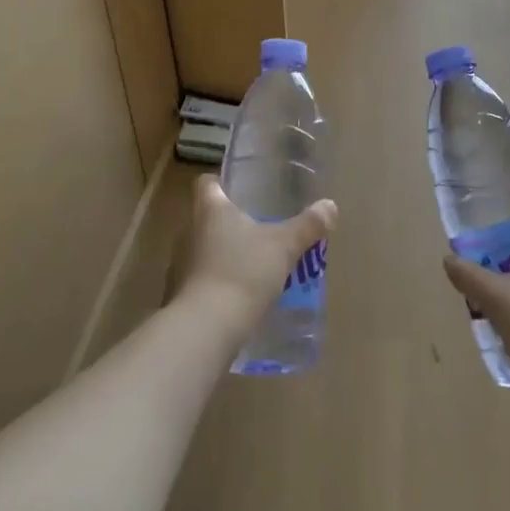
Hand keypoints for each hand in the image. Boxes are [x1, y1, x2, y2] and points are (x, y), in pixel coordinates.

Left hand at [169, 175, 336, 339]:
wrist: (206, 328)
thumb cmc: (243, 272)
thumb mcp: (283, 247)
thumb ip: (307, 226)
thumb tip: (330, 205)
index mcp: (209, 209)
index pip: (205, 183)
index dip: (220, 183)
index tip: (240, 190)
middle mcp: (188, 230)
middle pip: (205, 216)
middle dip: (228, 221)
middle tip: (257, 228)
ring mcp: (180, 264)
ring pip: (202, 248)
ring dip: (222, 253)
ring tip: (250, 263)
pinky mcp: (179, 294)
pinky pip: (199, 279)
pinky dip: (215, 282)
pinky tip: (237, 295)